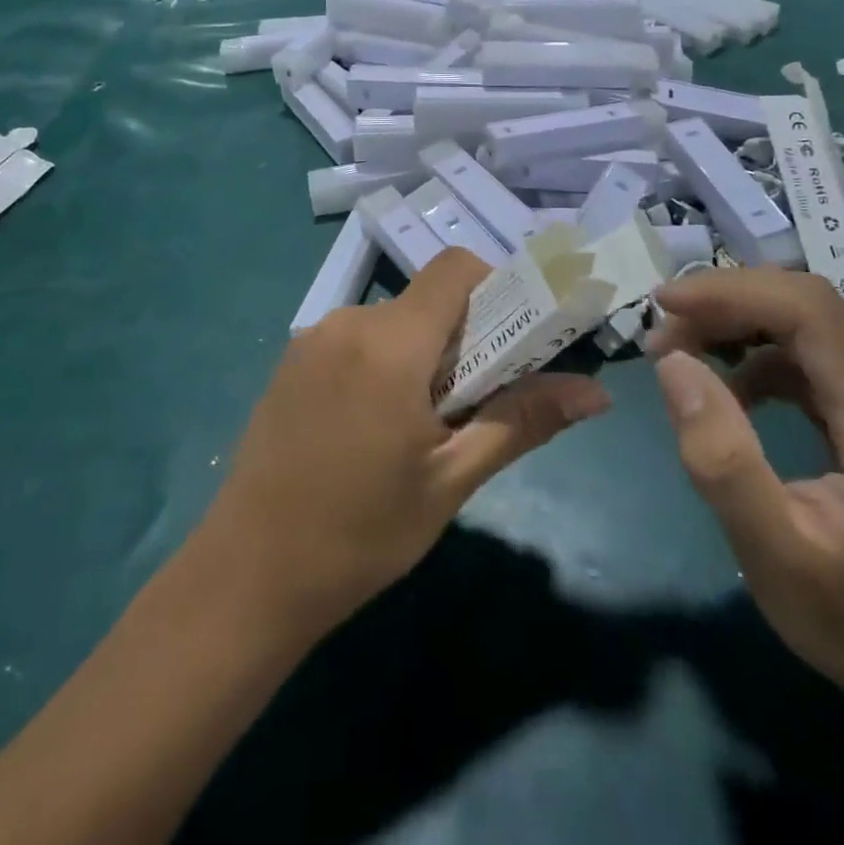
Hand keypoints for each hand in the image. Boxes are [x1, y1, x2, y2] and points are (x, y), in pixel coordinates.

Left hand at [199, 249, 611, 632]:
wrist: (246, 577)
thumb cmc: (360, 533)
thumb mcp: (451, 480)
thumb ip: (522, 421)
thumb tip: (596, 393)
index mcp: (391, 341)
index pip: (457, 267)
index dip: (496, 287)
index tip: (512, 341)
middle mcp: (348, 321)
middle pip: (427, 299)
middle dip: (462, 337)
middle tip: (471, 404)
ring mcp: (312, 339)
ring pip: (392, 322)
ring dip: (420, 355)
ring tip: (419, 429)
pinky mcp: (290, 362)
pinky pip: (356, 341)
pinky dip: (383, 364)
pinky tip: (371, 429)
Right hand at [646, 268, 843, 766]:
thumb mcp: (776, 558)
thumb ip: (722, 458)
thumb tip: (672, 362)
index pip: (810, 311)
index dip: (731, 292)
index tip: (663, 305)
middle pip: (809, 307)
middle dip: (726, 306)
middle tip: (660, 337)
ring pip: (810, 324)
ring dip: (739, 327)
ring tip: (681, 356)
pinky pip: (817, 353)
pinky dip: (761, 355)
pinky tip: (731, 390)